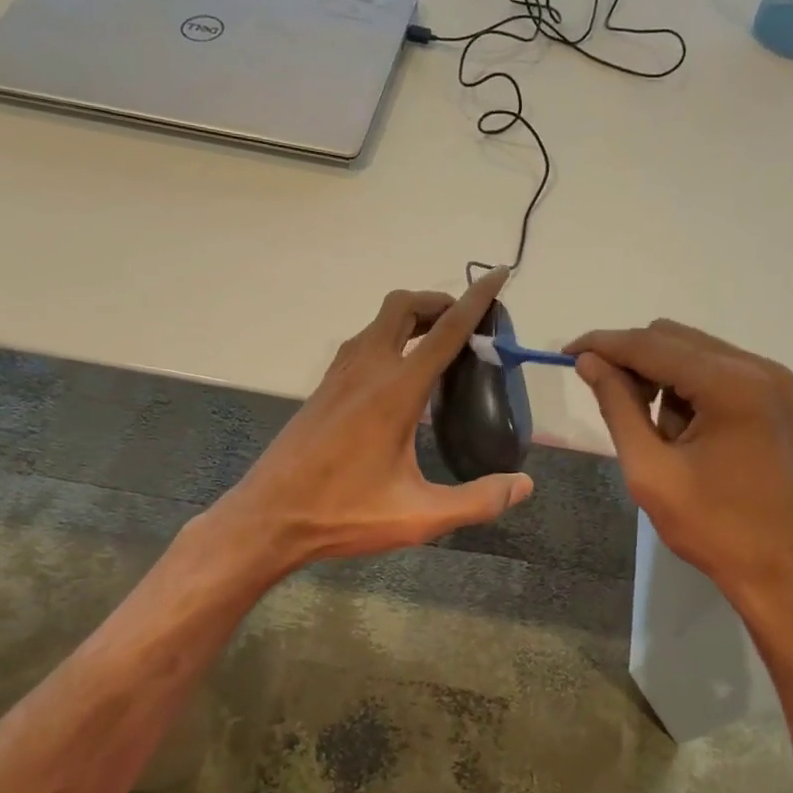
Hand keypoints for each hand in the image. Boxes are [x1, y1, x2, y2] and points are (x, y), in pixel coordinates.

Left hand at [206, 267, 532, 578]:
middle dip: (438, 301)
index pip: (445, 330)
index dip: (477, 300)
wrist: (268, 518)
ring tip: (439, 344)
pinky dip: (390, 337)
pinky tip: (400, 375)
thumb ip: (476, 501)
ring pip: (379, 321)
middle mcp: (366, 369)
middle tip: (468, 323)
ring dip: (411, 317)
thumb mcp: (418, 516)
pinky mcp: (325, 388)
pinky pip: (363, 342)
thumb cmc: (342, 514)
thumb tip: (524, 485)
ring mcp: (339, 375)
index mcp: (395, 391)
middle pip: (403, 306)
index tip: (499, 274)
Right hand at [566, 320, 792, 621]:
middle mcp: (766, 370)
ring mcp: (786, 384)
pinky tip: (695, 431)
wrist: (784, 575)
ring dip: (669, 378)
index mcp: (733, 386)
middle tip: (614, 401)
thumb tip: (589, 361)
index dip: (606, 344)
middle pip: (680, 339)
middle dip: (637, 362)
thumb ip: (617, 406)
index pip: (653, 345)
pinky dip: (700, 388)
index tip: (568, 351)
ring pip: (704, 353)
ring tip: (665, 433)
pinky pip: (732, 373)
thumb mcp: (650, 470)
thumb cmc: (712, 528)